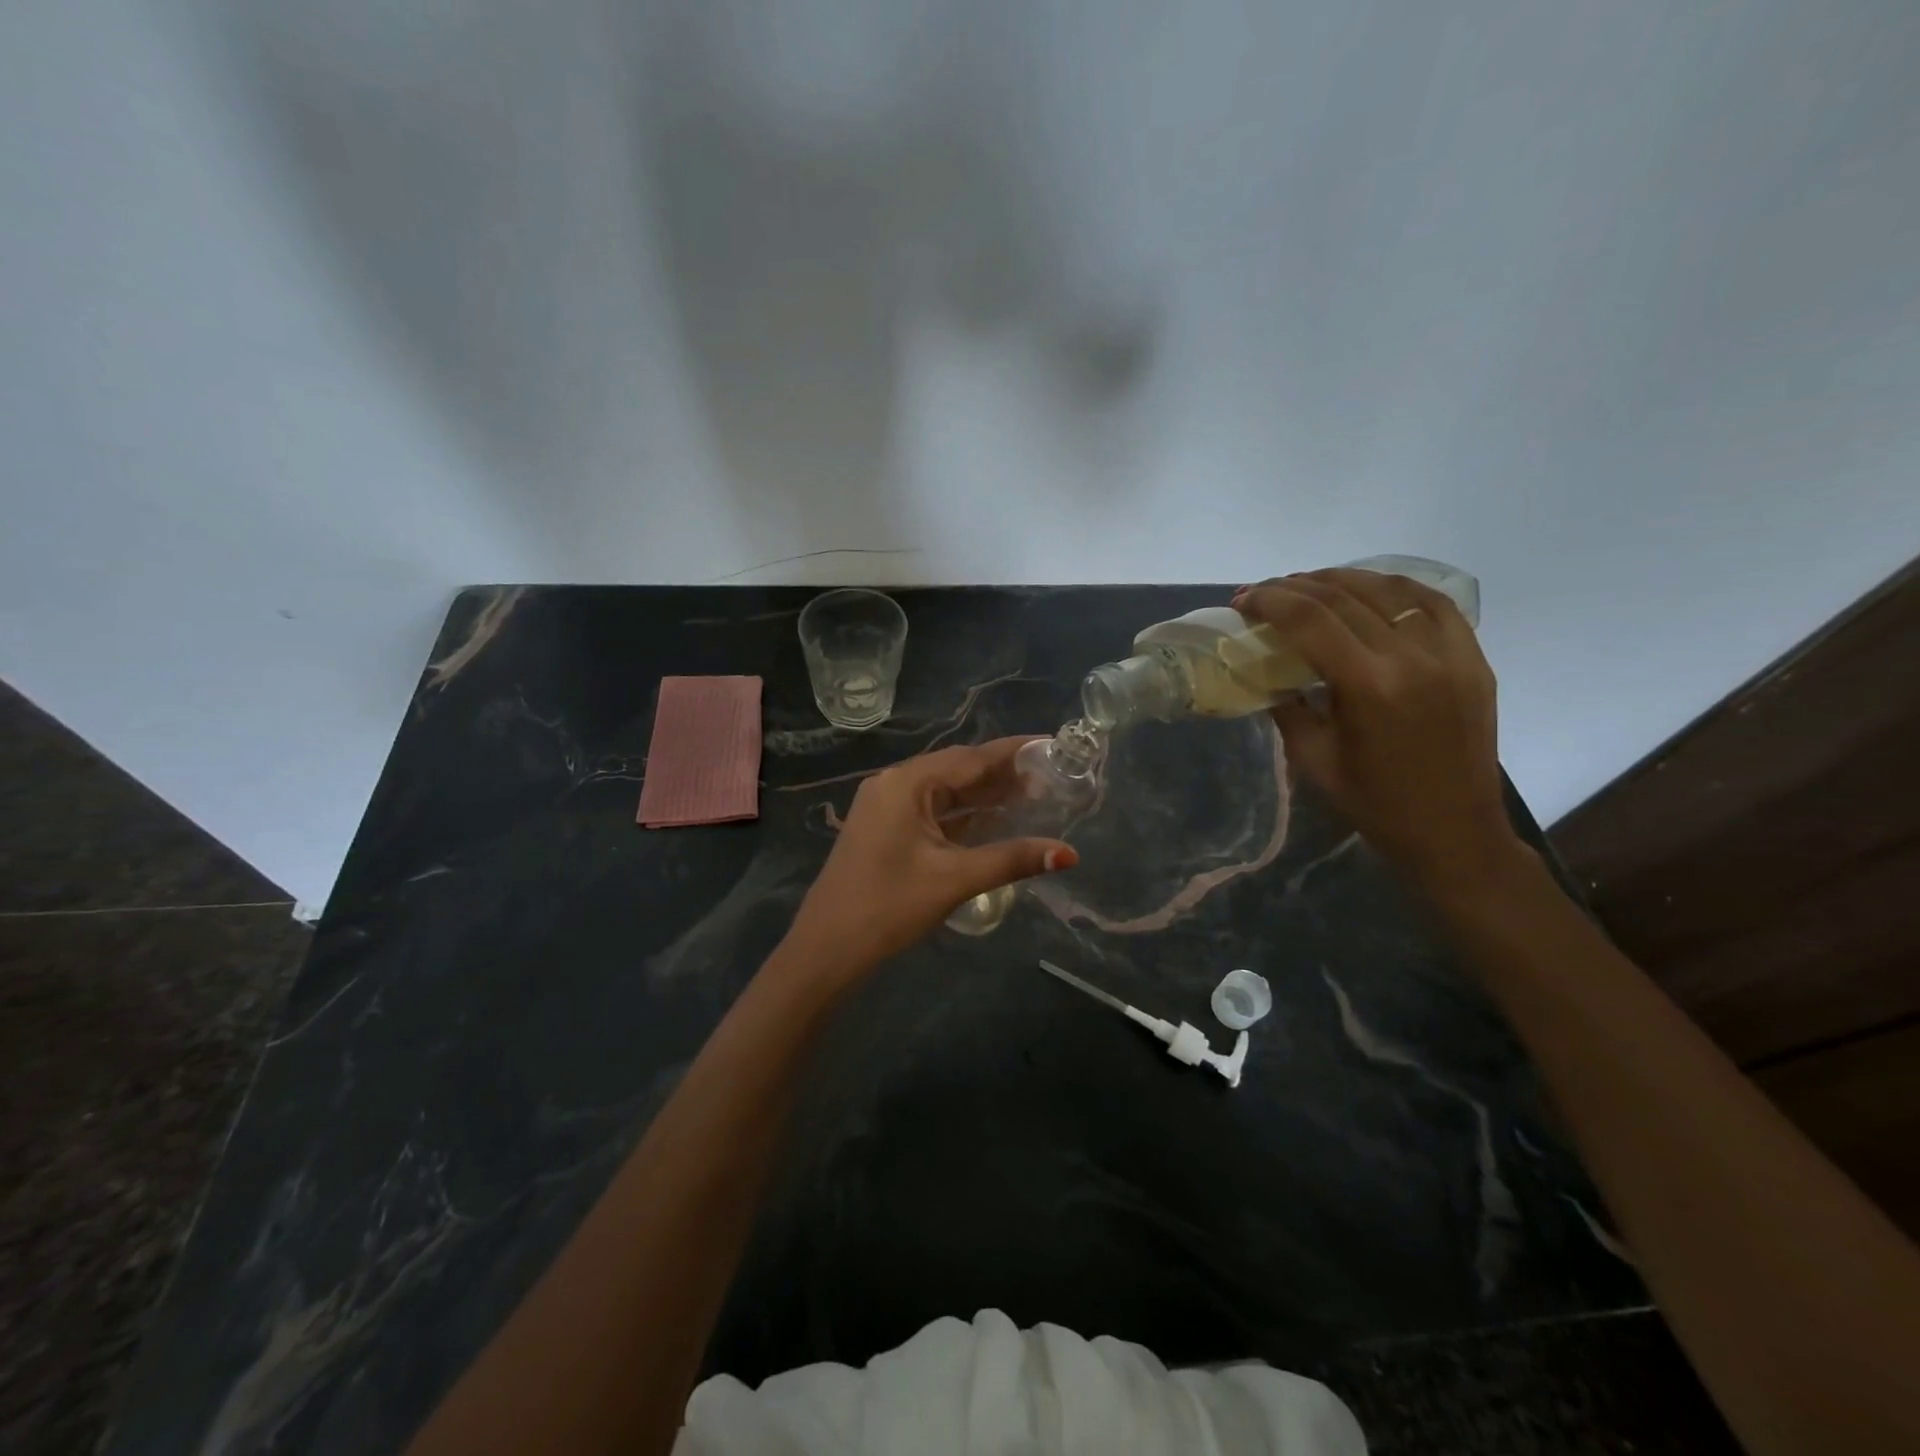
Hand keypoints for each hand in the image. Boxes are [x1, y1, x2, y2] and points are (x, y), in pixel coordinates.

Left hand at [782, 738, 1079, 976]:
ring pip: (943, 791)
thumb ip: (1012, 859)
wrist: (826, 949)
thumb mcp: (954, 879)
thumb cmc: (889, 907)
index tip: (1050, 745)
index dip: (1013, 752)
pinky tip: (991, 819)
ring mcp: (884, 806)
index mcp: (906, 783)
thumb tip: (1068, 854)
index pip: (970, 758)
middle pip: (956, 770)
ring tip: (1030, 795)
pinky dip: (961, 814)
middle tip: (1049, 776)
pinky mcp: (883, 828)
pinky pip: (930, 810)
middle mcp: (893, 784)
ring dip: (982, 794)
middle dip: (1001, 774)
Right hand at [1233, 568, 1526, 894]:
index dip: (1270, 601)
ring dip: (1341, 579)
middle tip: (1264, 592)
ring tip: (1309, 584)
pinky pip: (1433, 602)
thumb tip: (1262, 670)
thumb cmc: (1373, 804)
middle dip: (1295, 586)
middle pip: (1345, 597)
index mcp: (1369, 686)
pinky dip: (1394, 587)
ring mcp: (1451, 653)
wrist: (1453, 831)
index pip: (1310, 619)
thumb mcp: (1312, 758)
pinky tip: (1368, 590)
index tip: (1242, 600)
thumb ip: (1286, 706)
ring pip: (1390, 588)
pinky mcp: (1473, 657)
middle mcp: (1413, 657)